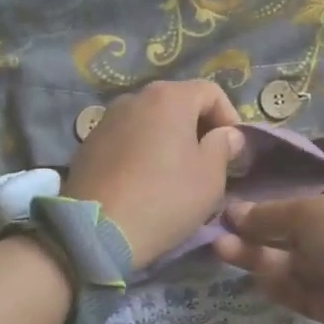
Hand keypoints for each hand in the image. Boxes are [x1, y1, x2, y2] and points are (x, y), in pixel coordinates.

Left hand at [63, 80, 245, 269]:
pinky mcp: (89, 143)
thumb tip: (227, 134)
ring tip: (175, 172)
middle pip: (179, 102)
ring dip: (169, 138)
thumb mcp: (210, 177)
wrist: (96, 231)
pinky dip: (143, 150)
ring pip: (151, 120)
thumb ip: (224, 146)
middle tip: (208, 161)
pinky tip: (144, 180)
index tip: (234, 150)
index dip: (230, 117)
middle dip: (198, 127)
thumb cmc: (165, 198)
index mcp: (169, 97)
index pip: (211, 92)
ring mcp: (107, 118)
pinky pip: (128, 138)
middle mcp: (136, 97)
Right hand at [212, 177, 323, 323]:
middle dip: (259, 234)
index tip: (240, 212)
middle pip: (298, 232)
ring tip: (222, 251)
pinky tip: (255, 281)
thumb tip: (233, 212)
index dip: (275, 205)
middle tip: (221, 235)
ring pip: (298, 263)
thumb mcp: (308, 212)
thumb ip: (269, 214)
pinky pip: (307, 291)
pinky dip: (282, 286)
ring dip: (261, 258)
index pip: (310, 198)